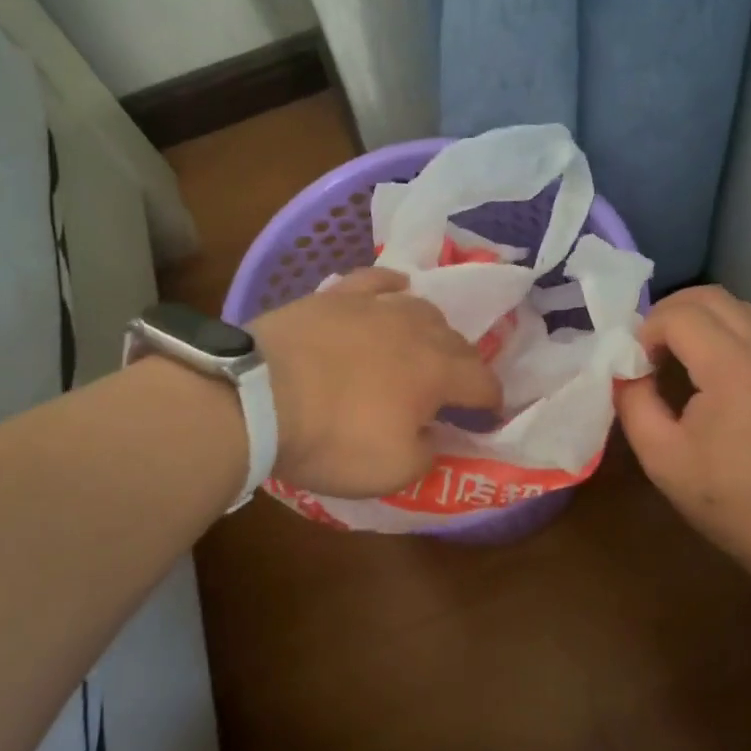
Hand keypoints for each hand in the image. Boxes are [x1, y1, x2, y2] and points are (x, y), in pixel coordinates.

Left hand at [251, 268, 499, 499]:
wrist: (259, 397)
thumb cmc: (331, 438)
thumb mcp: (392, 470)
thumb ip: (427, 453)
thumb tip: (434, 434)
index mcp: (437, 372)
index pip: (482, 382)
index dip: (491, 402)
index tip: (487, 417)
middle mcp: (416, 329)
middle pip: (457, 341)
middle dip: (464, 366)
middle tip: (454, 388)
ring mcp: (375, 306)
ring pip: (422, 307)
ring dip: (433, 329)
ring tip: (424, 344)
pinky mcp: (337, 295)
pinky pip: (377, 279)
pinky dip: (393, 286)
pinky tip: (395, 289)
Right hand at [615, 285, 750, 562]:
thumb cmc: (730, 498)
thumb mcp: (661, 457)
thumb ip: (634, 402)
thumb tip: (626, 372)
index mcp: (732, 366)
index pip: (679, 314)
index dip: (646, 331)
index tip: (636, 367)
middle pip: (710, 296)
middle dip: (669, 313)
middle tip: (649, 351)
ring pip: (737, 307)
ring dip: (699, 319)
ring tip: (678, 358)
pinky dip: (725, 332)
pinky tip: (713, 373)